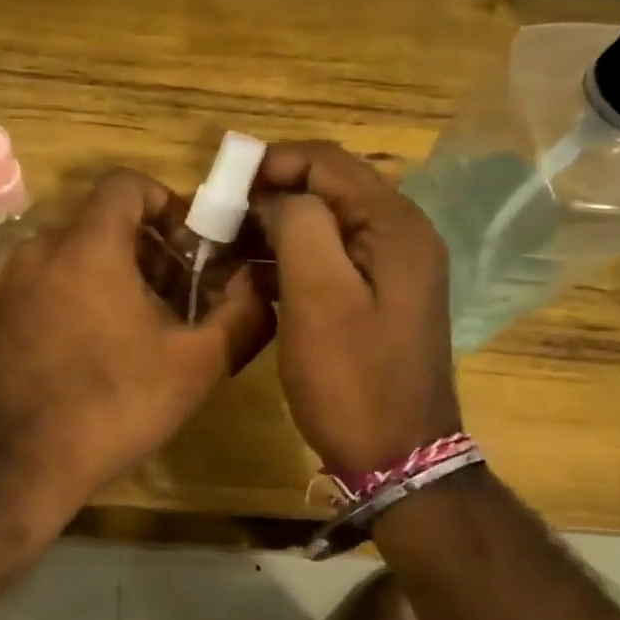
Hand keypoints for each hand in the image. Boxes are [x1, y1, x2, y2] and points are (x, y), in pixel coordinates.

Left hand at [0, 169, 273, 523]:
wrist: (9, 465)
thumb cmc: (110, 406)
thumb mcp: (194, 367)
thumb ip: (241, 317)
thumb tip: (259, 287)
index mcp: (88, 246)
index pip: (126, 184)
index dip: (166, 203)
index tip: (191, 247)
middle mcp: (41, 251)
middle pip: (104, 225)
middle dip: (150, 252)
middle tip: (179, 300)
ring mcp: (9, 286)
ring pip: (74, 259)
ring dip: (115, 279)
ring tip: (143, 333)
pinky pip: (46, 289)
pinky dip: (79, 301)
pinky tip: (97, 357)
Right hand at [253, 141, 461, 476]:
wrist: (397, 457)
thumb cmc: (353, 379)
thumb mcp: (319, 297)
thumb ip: (299, 226)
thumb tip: (279, 198)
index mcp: (394, 225)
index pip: (328, 162)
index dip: (273, 162)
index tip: (221, 184)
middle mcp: (400, 235)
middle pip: (329, 189)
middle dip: (272, 195)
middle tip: (219, 218)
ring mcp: (391, 268)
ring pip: (326, 224)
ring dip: (277, 227)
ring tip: (227, 245)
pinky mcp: (377, 297)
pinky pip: (330, 258)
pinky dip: (291, 258)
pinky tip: (255, 275)